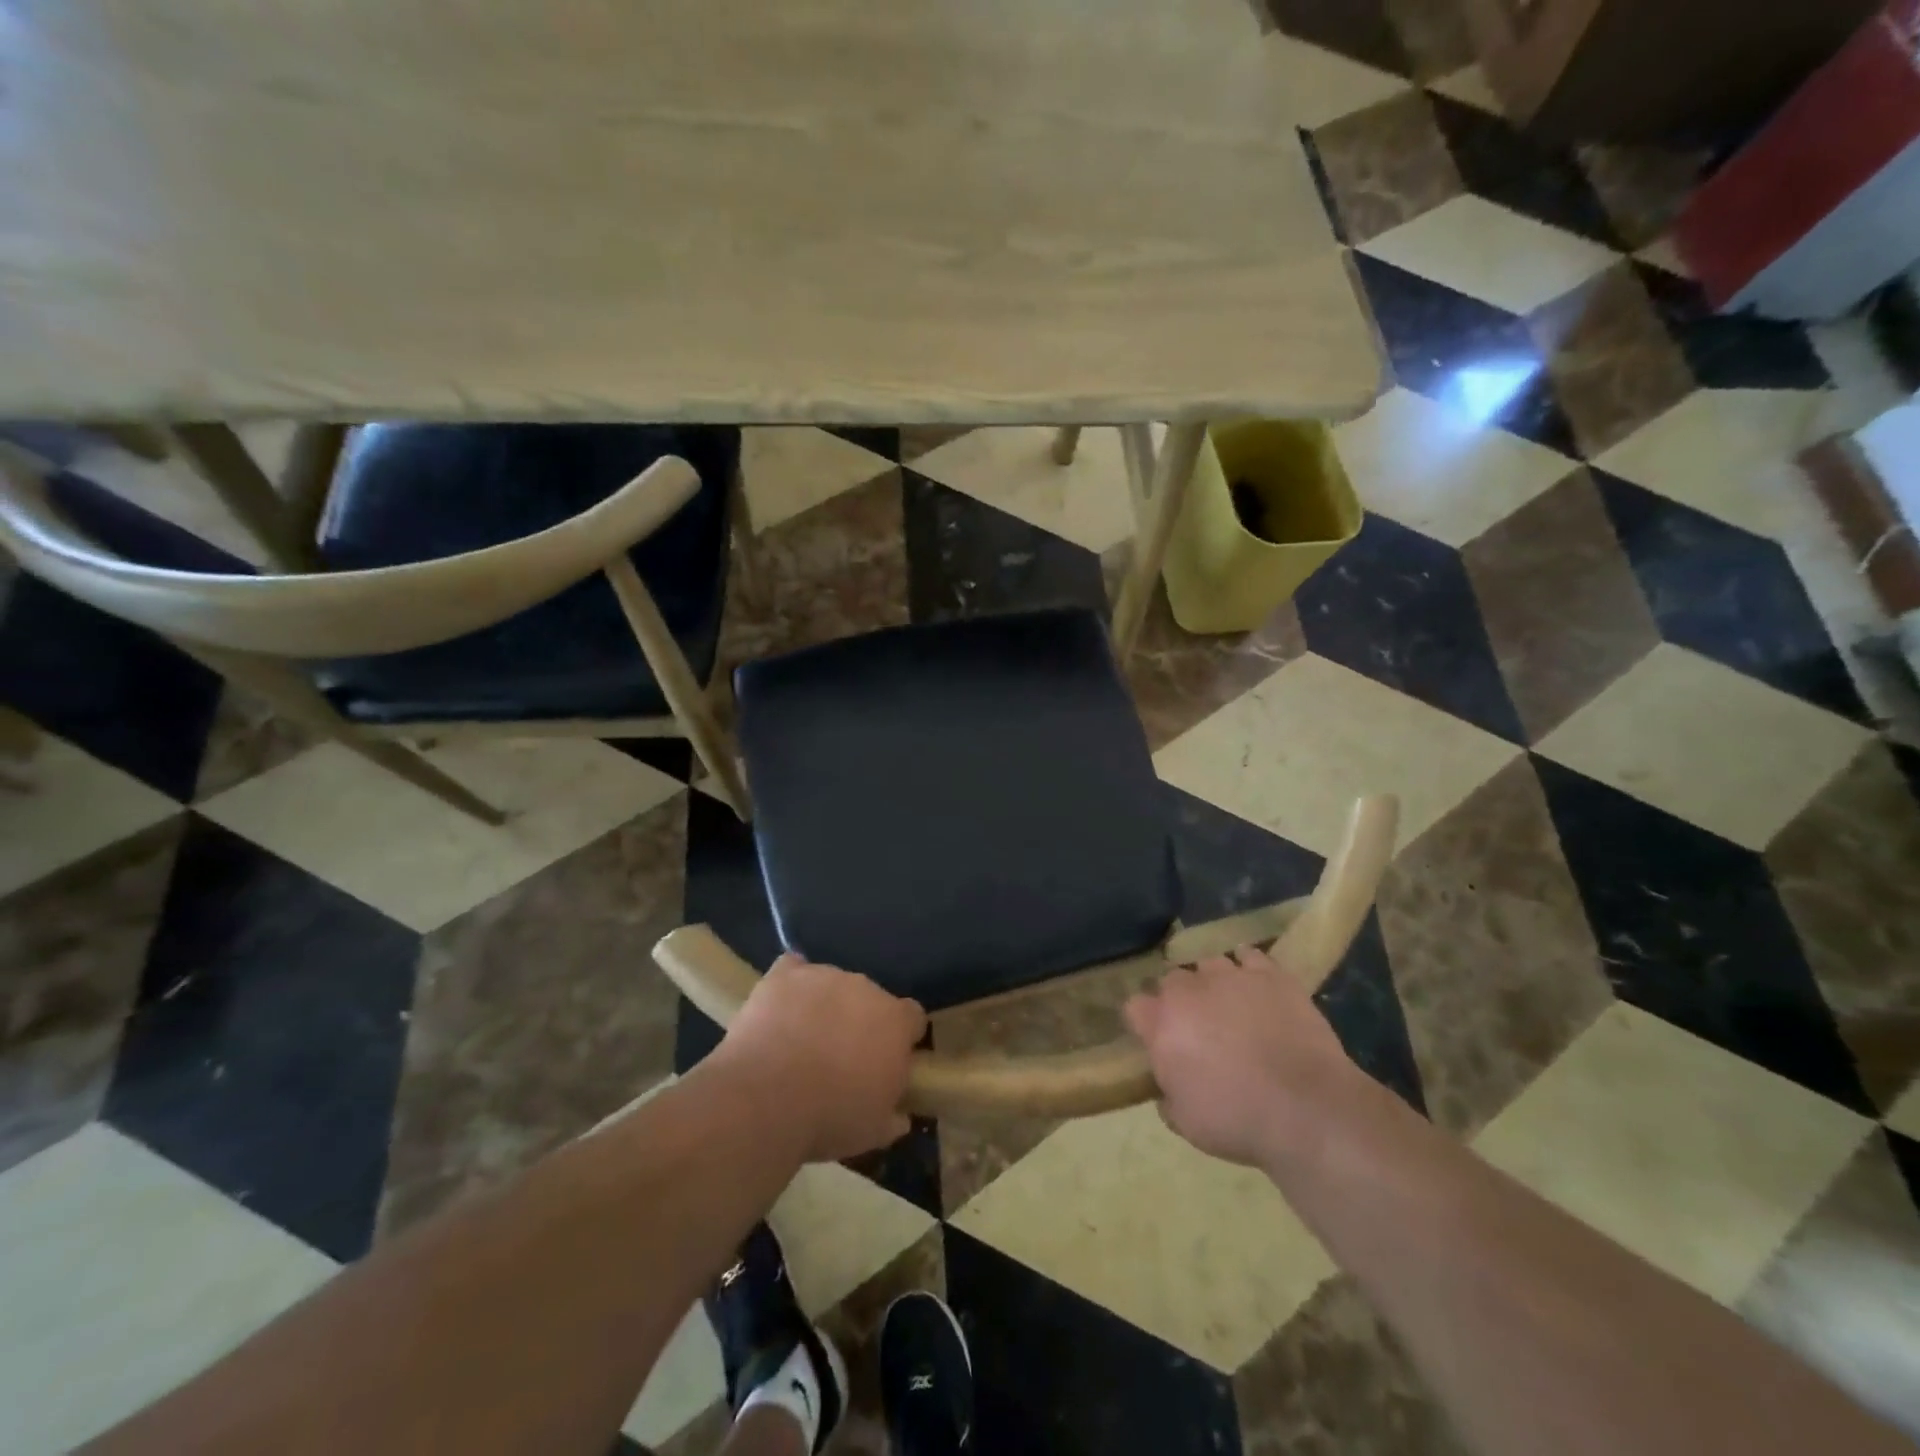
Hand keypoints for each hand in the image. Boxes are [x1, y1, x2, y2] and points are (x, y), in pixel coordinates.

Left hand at [712, 954, 926, 1162]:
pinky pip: (793, 969)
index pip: (911, 1017)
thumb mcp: (872, 1131)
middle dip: (859, 1021)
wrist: (766, 1099)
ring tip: (801, 1040)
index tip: (886, 1061)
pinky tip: (781, 1007)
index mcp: (895, 1022)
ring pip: (832, 984)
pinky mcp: (785, 975)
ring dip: (825, 1004)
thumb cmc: (829, 1117)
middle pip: (870, 998)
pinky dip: (790, 985)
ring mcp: (823, 975)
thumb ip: (892, 1116)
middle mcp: (865, 987)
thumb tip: (900, 1116)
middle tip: (840, 1057)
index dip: (901, 1037)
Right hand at [1124, 945, 1359, 1167]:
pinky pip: (1250, 956)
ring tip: (1228, 1004)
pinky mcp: (1270, 974)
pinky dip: (1248, 967)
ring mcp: (1230, 976)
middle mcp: (1189, 990)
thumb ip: (1168, 1096)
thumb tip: (1168, 1087)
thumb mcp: (1187, 1124)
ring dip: (1212, 982)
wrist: (1306, 1108)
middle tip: (1196, 1027)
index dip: (1145, 1022)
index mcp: (1161, 1024)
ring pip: (1209, 964)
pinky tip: (1255, 984)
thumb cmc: (1238, 1119)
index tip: (1157, 1040)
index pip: (1135, 1007)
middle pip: (1172, 981)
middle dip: (1179, 1000)